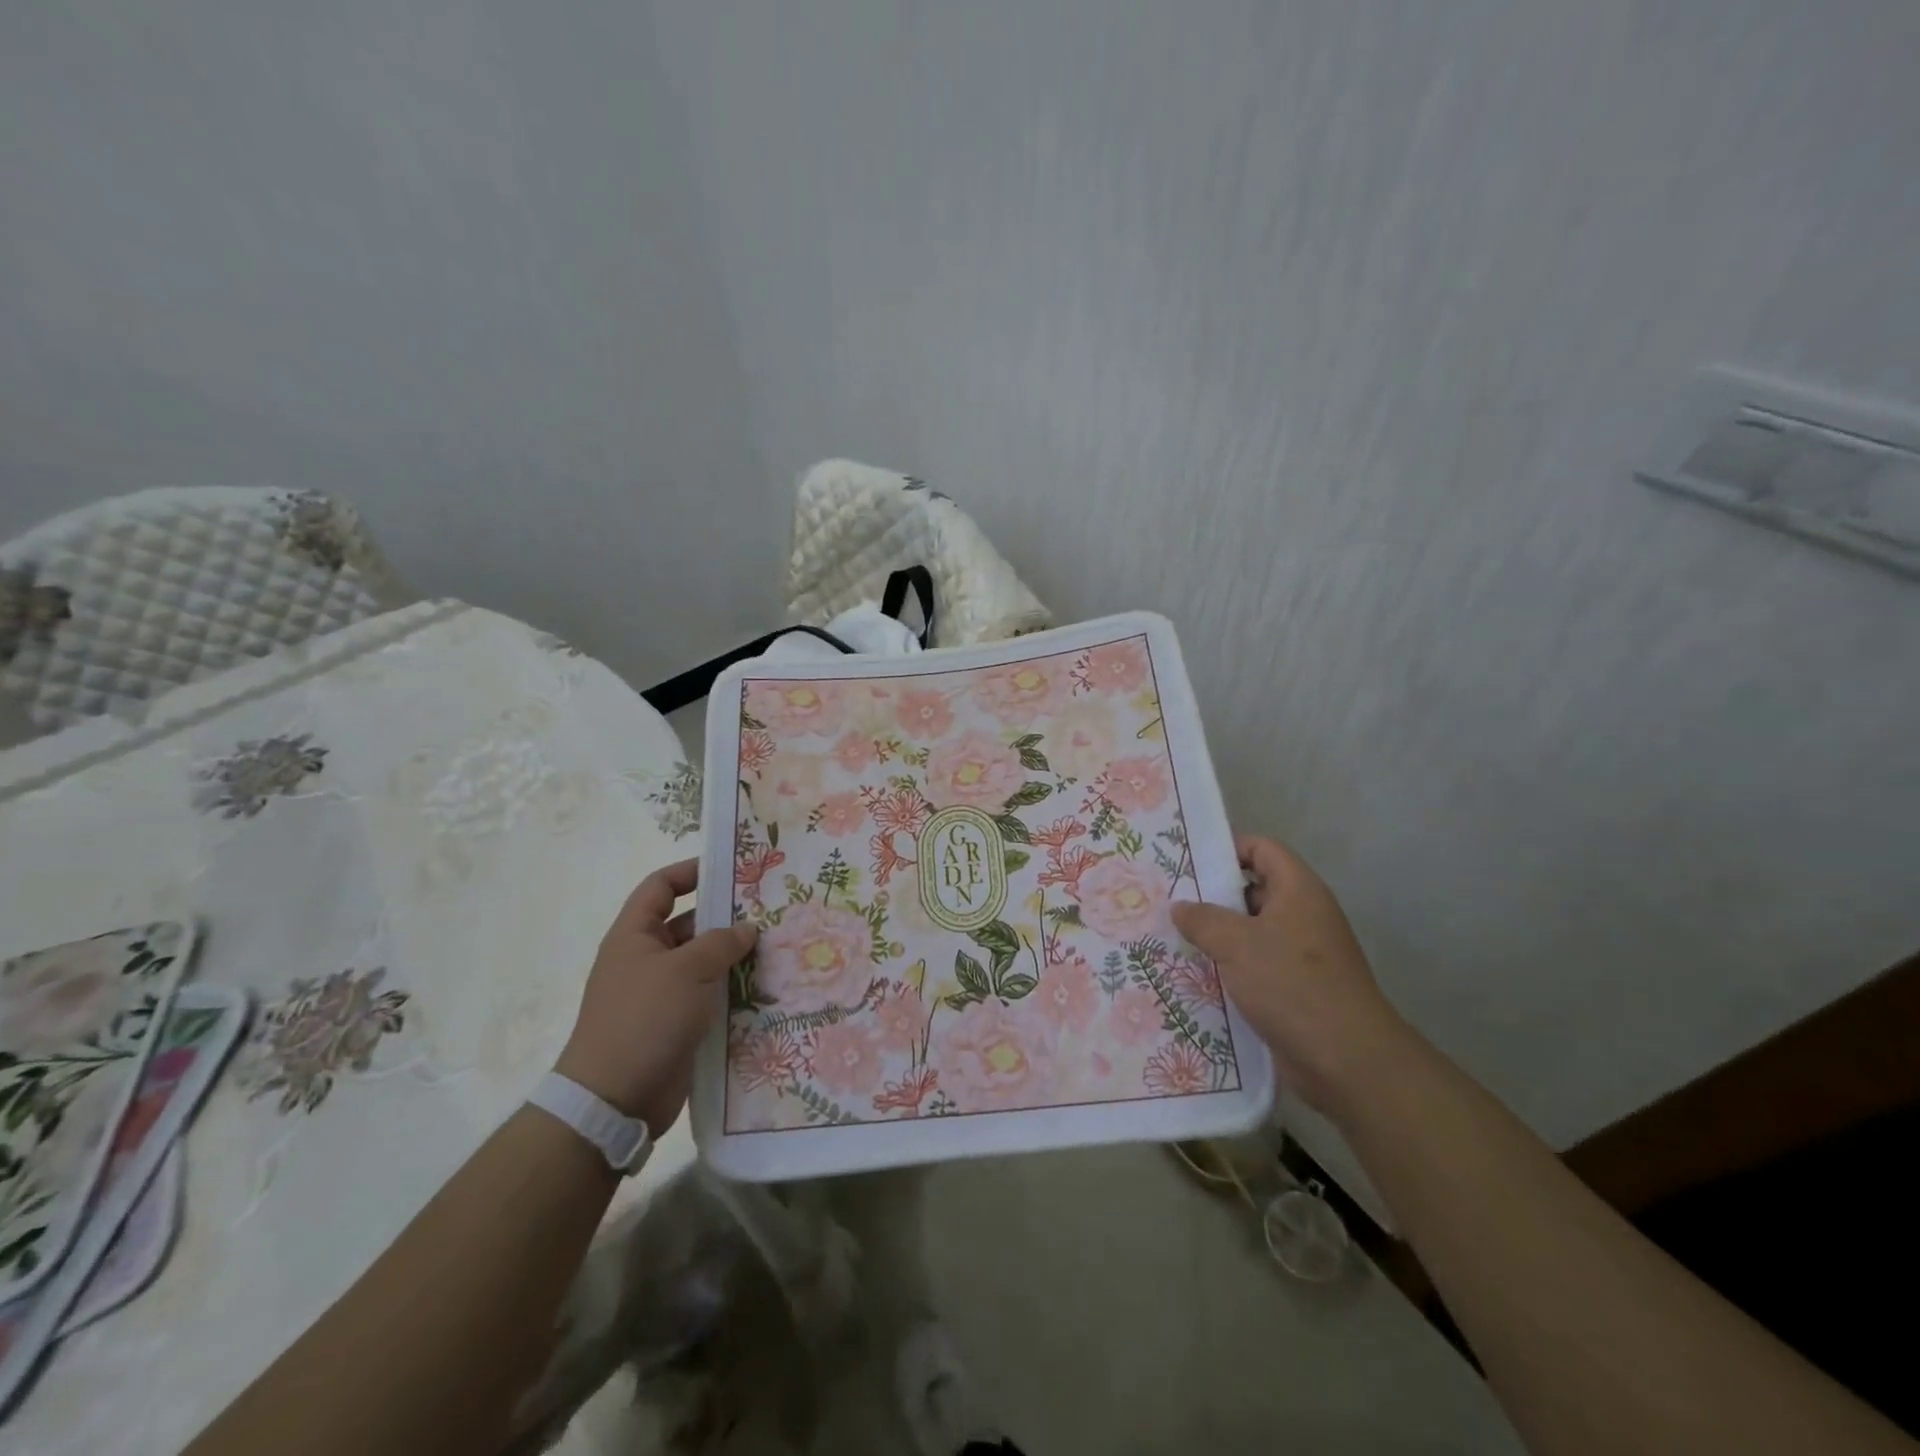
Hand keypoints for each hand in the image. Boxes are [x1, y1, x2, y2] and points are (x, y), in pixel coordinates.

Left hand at [554, 859, 756, 1132]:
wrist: (613, 1100)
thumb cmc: (644, 1019)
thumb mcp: (687, 970)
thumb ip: (720, 943)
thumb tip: (746, 930)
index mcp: (634, 936)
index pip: (660, 887)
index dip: (691, 872)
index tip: (730, 870)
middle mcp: (646, 960)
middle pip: (688, 925)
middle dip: (725, 918)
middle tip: (770, 912)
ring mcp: (661, 995)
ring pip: (703, 964)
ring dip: (734, 958)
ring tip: (778, 949)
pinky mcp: (676, 1026)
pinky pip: (708, 998)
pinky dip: (733, 992)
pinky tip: (767, 990)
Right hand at [1171, 835, 1410, 1117]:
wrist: (1348, 1061)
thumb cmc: (1293, 986)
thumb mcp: (1237, 944)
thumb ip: (1203, 919)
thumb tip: (1180, 907)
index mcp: (1298, 891)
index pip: (1262, 849)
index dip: (1227, 849)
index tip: (1188, 863)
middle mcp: (1303, 915)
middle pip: (1254, 890)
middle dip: (1213, 896)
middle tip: (1170, 902)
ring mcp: (1302, 954)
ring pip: (1251, 932)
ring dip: (1217, 936)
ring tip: (1174, 938)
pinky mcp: (1296, 989)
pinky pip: (1256, 965)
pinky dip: (1230, 968)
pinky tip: (1196, 976)